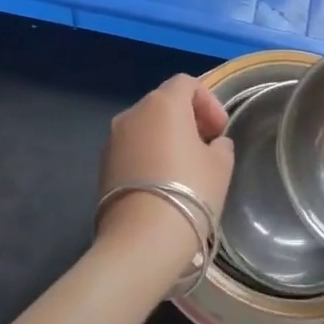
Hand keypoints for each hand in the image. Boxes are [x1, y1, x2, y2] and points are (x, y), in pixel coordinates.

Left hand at [96, 75, 235, 270]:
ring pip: (145, 127)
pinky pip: (132, 149)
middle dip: (188, 119)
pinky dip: (148, 156)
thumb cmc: (190, 192)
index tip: (220, 131)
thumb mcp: (221, 165)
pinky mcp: (102, 166)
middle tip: (206, 147)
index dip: (208, 102)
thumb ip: (219, 144)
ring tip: (185, 169)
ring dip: (166, 138)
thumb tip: (211, 144)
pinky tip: (162, 185)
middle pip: (164, 103)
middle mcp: (132, 113)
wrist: (142, 240)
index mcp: (163, 103)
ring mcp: (112, 140)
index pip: (186, 83)